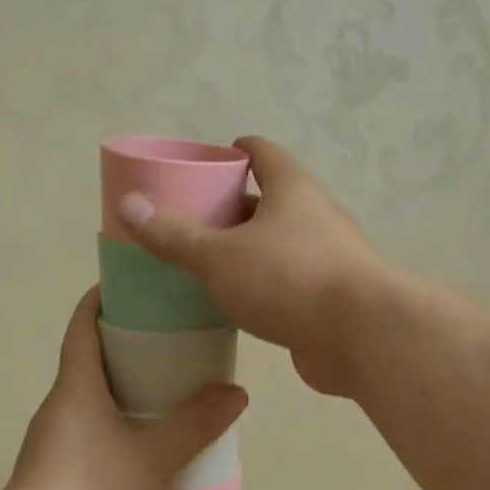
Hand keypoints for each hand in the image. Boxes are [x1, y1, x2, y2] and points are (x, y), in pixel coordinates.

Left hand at [2, 287, 247, 489]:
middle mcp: (60, 407)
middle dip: (130, 347)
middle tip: (178, 343)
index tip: (138, 285)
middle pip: (92, 361)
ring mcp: (55, 444)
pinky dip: (122, 430)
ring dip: (128, 393)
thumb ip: (197, 423)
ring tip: (175, 395)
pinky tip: (153, 450)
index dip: (105, 297)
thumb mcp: (155, 456)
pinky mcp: (58, 477)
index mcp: (75, 386)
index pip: (83, 324)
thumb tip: (235, 392)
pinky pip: (94, 438)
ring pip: (95, 403)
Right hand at [117, 137, 390, 396]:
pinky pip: (287, 283)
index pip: (262, 153)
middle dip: (233, 208)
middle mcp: (315, 216)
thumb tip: (129, 204)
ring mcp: (328, 259)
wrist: (361, 337)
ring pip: (279, 245)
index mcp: (292, 190)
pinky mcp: (329, 299)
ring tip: (205, 264)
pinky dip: (262, 287)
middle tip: (192, 220)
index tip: (205, 162)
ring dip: (247, 251)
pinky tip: (236, 304)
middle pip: (269, 201)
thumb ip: (175, 235)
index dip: (233, 151)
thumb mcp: (221, 256)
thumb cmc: (289, 279)